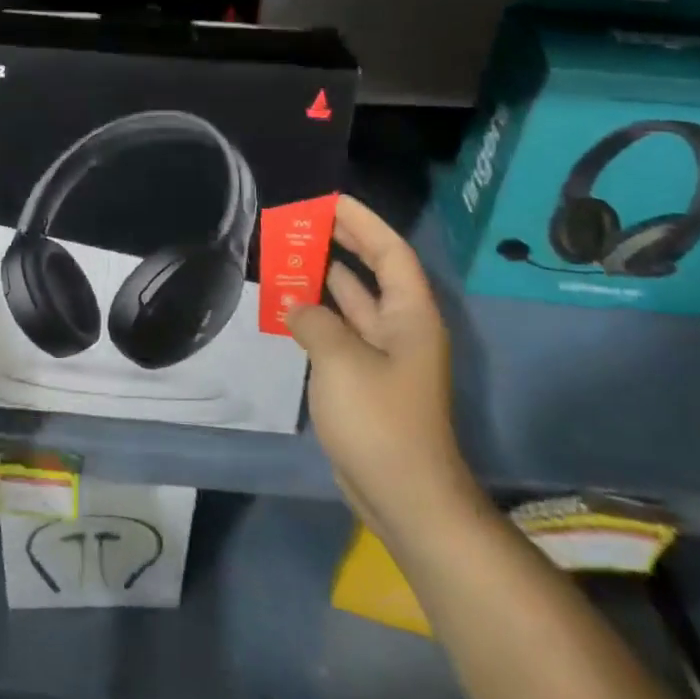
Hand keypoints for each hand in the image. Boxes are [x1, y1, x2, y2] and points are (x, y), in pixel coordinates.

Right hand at [288, 196, 476, 541]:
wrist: (405, 498)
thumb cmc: (381, 421)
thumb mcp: (341, 360)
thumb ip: (314, 321)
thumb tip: (296, 305)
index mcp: (410, 316)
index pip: (390, 252)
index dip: (363, 222)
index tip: (330, 200)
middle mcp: (402, 329)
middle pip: (372, 271)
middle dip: (342, 243)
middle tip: (304, 221)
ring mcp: (384, 356)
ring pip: (353, 302)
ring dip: (324, 278)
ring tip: (289, 254)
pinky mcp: (367, 381)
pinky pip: (340, 332)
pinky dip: (317, 314)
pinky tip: (289, 306)